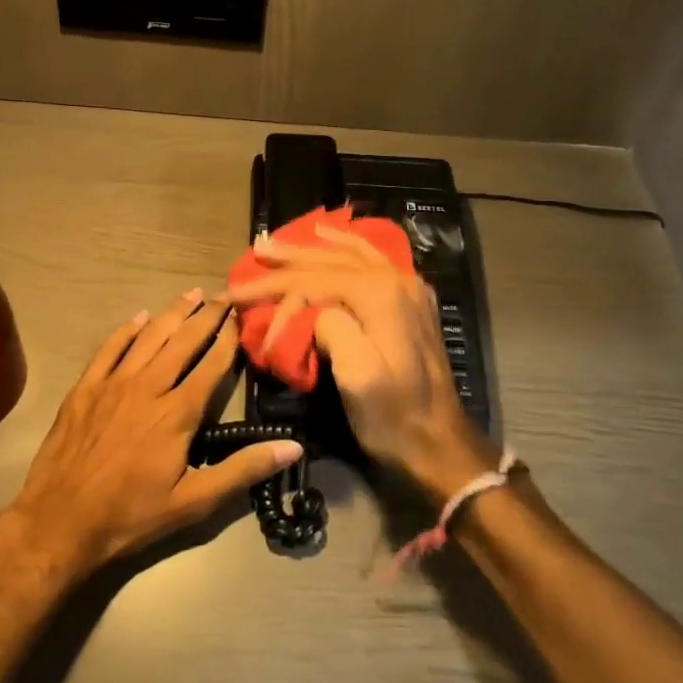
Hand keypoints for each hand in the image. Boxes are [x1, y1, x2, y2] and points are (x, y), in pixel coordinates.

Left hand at [4, 292, 303, 578]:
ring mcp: (113, 384)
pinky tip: (139, 317)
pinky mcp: (85, 388)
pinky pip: (110, 348)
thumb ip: (243, 470)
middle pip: (183, 341)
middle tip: (224, 294)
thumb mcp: (194, 502)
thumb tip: (293, 447)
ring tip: (191, 293)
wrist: (59, 521)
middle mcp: (148, 387)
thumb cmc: (131, 515)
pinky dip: (127, 330)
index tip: (243, 314)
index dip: (230, 338)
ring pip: (149, 337)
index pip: (212, 365)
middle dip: (207, 316)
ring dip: (172, 313)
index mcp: (177, 413)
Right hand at [227, 226, 496, 502]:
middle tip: (254, 251)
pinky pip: (372, 260)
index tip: (242, 303)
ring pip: (351, 254)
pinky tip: (331, 239)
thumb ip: (332, 327)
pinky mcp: (411, 302)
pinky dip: (346, 247)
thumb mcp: (357, 376)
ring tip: (282, 240)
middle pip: (330, 261)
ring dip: (313, 247)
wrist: (440, 444)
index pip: (314, 280)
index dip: (276, 291)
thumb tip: (314, 310)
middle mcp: (396, 279)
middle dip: (288, 259)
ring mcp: (408, 288)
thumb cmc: (393, 416)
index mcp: (380, 294)